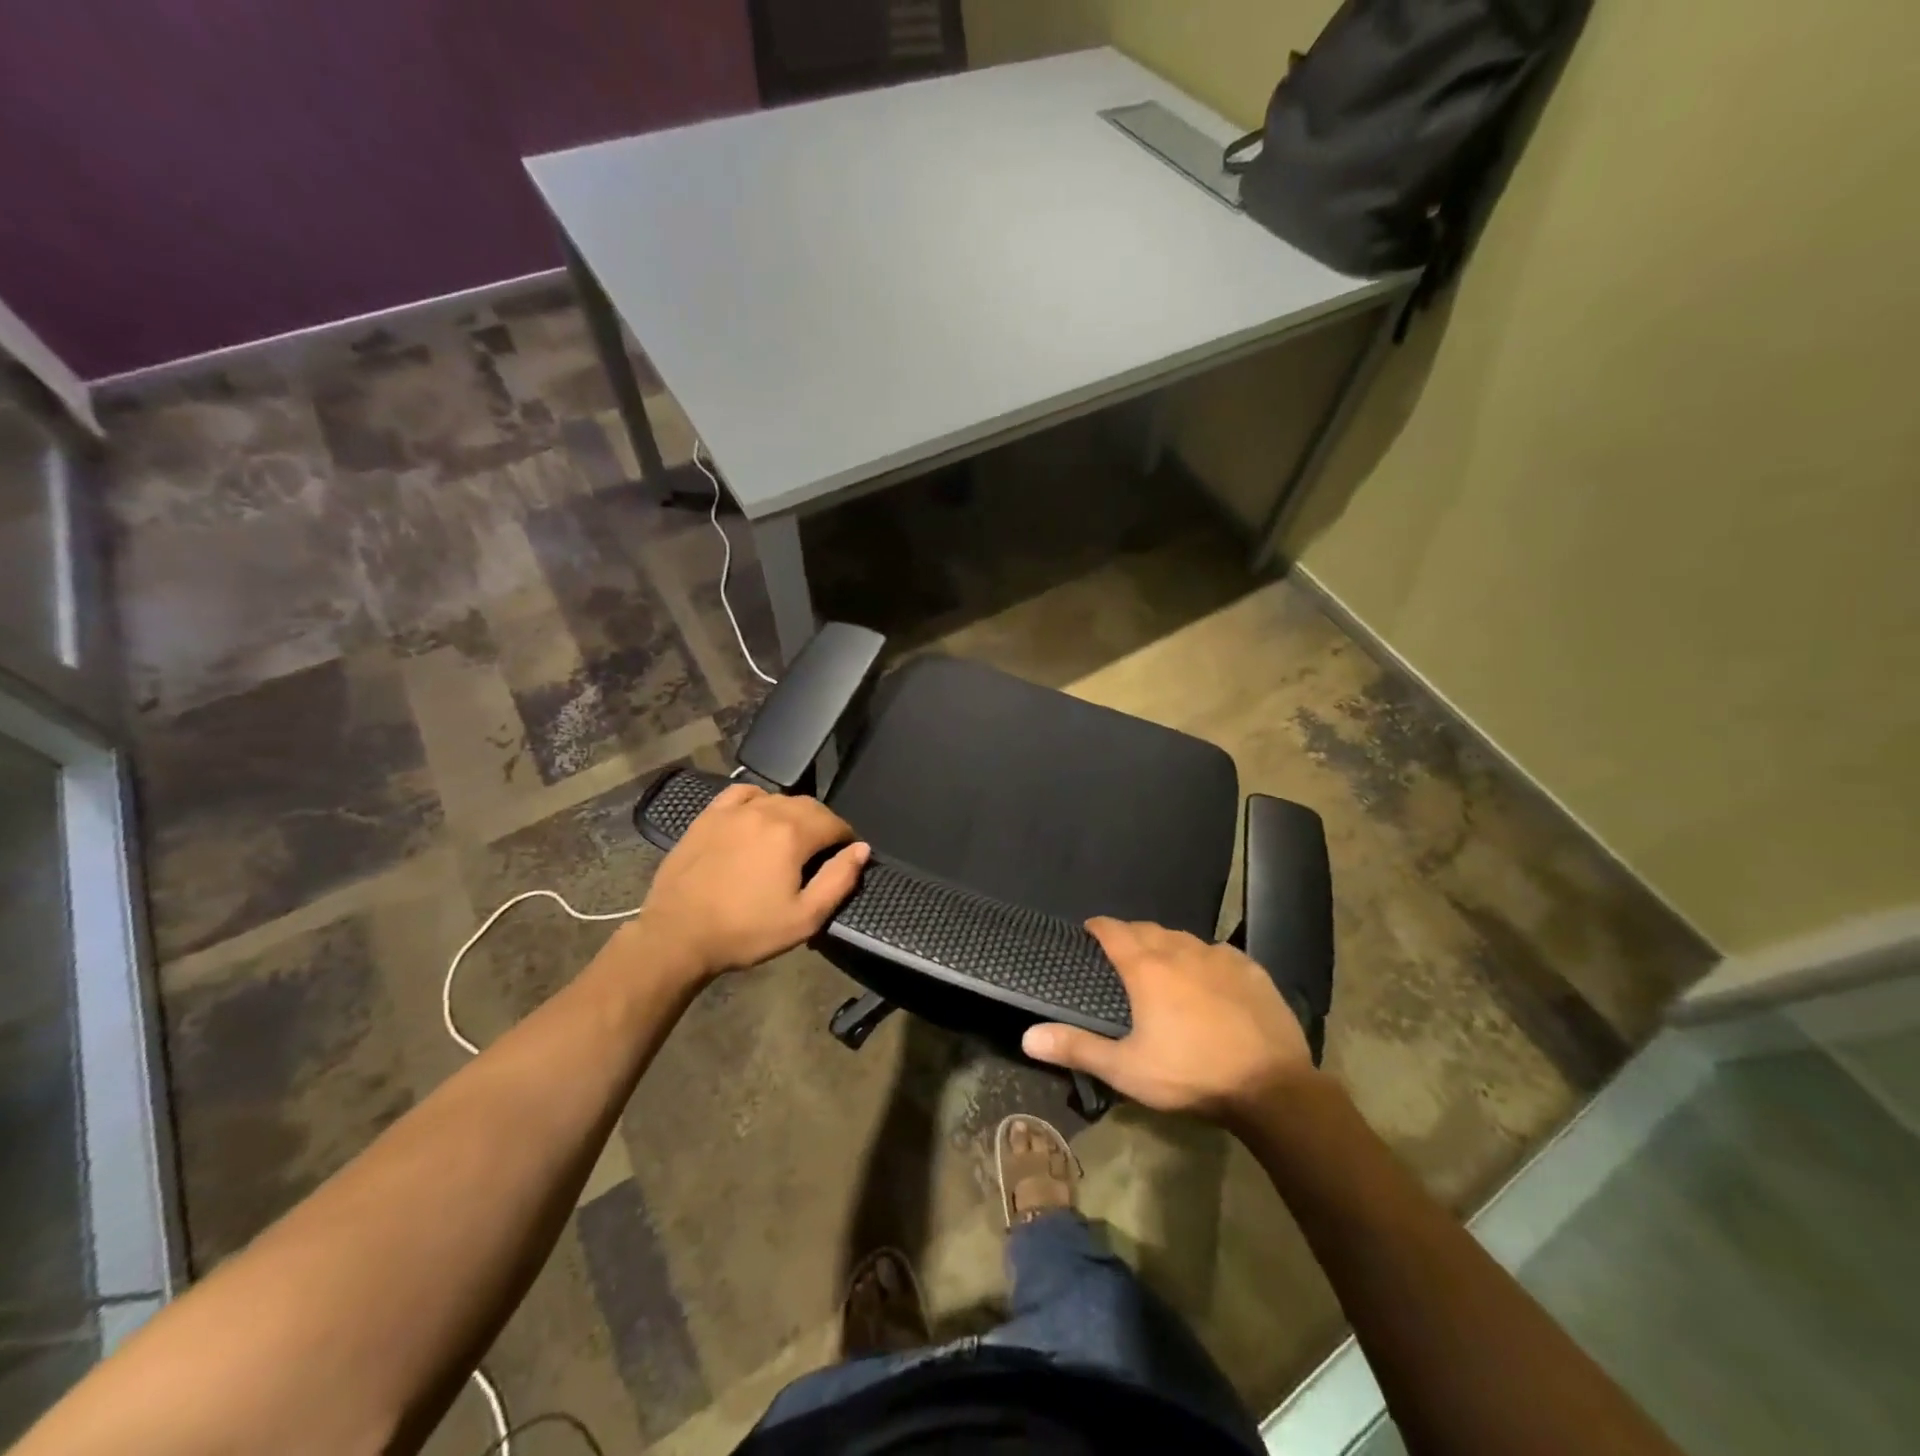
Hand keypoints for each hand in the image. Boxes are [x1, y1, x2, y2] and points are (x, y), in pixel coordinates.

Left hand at [641, 784, 868, 981]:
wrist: (678, 935)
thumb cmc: (746, 931)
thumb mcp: (804, 918)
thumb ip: (839, 880)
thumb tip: (861, 849)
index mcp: (793, 834)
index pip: (834, 823)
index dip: (846, 839)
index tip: (845, 856)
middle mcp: (767, 811)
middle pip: (809, 806)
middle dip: (823, 825)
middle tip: (822, 852)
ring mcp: (734, 810)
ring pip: (778, 798)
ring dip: (794, 814)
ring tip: (792, 839)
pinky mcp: (709, 816)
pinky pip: (743, 794)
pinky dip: (759, 800)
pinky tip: (758, 816)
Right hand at [1022, 917, 1315, 1124]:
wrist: (1271, 1087)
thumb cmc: (1189, 1074)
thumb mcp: (1126, 1069)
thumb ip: (1077, 1048)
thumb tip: (1027, 1036)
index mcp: (1147, 968)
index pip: (1113, 931)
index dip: (1098, 927)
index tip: (1089, 930)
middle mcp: (1181, 951)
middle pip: (1148, 930)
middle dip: (1131, 934)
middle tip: (1123, 952)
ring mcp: (1220, 957)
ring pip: (1184, 938)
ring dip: (1168, 944)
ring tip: (1163, 962)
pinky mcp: (1251, 969)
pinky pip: (1219, 953)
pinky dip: (1205, 959)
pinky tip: (1209, 977)